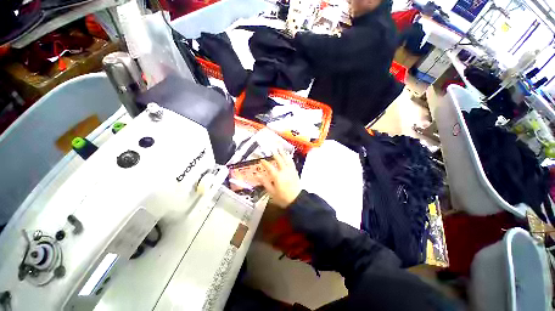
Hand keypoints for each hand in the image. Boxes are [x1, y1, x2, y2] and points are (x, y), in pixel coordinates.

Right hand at [257, 150, 301, 208]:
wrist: (297, 200)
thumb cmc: (282, 197)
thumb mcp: (271, 192)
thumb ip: (264, 183)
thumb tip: (257, 175)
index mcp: (277, 176)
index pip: (269, 167)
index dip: (265, 163)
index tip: (261, 159)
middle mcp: (284, 171)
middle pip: (279, 160)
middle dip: (275, 154)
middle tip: (272, 149)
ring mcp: (290, 171)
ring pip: (286, 160)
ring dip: (283, 153)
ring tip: (280, 148)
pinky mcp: (295, 172)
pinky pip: (292, 163)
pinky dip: (289, 158)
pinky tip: (288, 156)